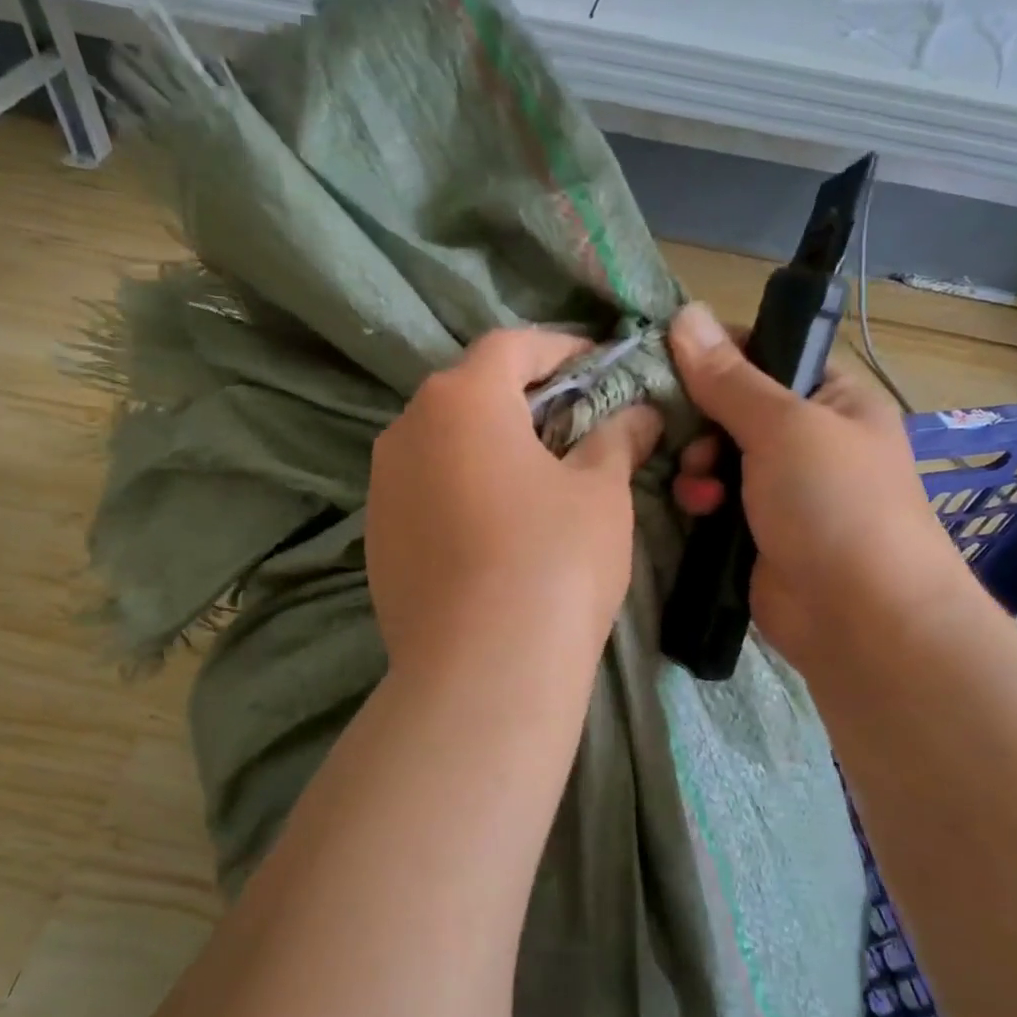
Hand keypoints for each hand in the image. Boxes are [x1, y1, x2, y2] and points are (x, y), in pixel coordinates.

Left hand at [367, 329, 662, 682]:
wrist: (481, 670)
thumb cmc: (553, 559)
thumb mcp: (601, 492)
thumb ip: (617, 439)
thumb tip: (640, 414)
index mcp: (462, 399)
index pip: (512, 346)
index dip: (560, 348)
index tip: (597, 366)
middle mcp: (407, 428)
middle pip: (470, 392)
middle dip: (524, 397)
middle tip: (573, 422)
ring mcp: (383, 485)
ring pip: (443, 442)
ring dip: (489, 445)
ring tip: (536, 477)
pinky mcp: (376, 537)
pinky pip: (425, 490)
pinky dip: (460, 488)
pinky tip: (494, 528)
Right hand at [668, 303, 969, 676]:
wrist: (860, 619)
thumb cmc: (835, 504)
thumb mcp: (783, 427)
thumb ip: (729, 377)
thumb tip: (685, 313)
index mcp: (832, 399)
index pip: (767, 353)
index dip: (718, 352)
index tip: (668, 359)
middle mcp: (807, 439)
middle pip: (731, 406)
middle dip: (701, 419)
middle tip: (687, 434)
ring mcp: (780, 488)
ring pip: (715, 456)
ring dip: (697, 465)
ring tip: (700, 484)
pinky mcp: (754, 532)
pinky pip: (713, 500)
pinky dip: (701, 500)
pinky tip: (700, 511)